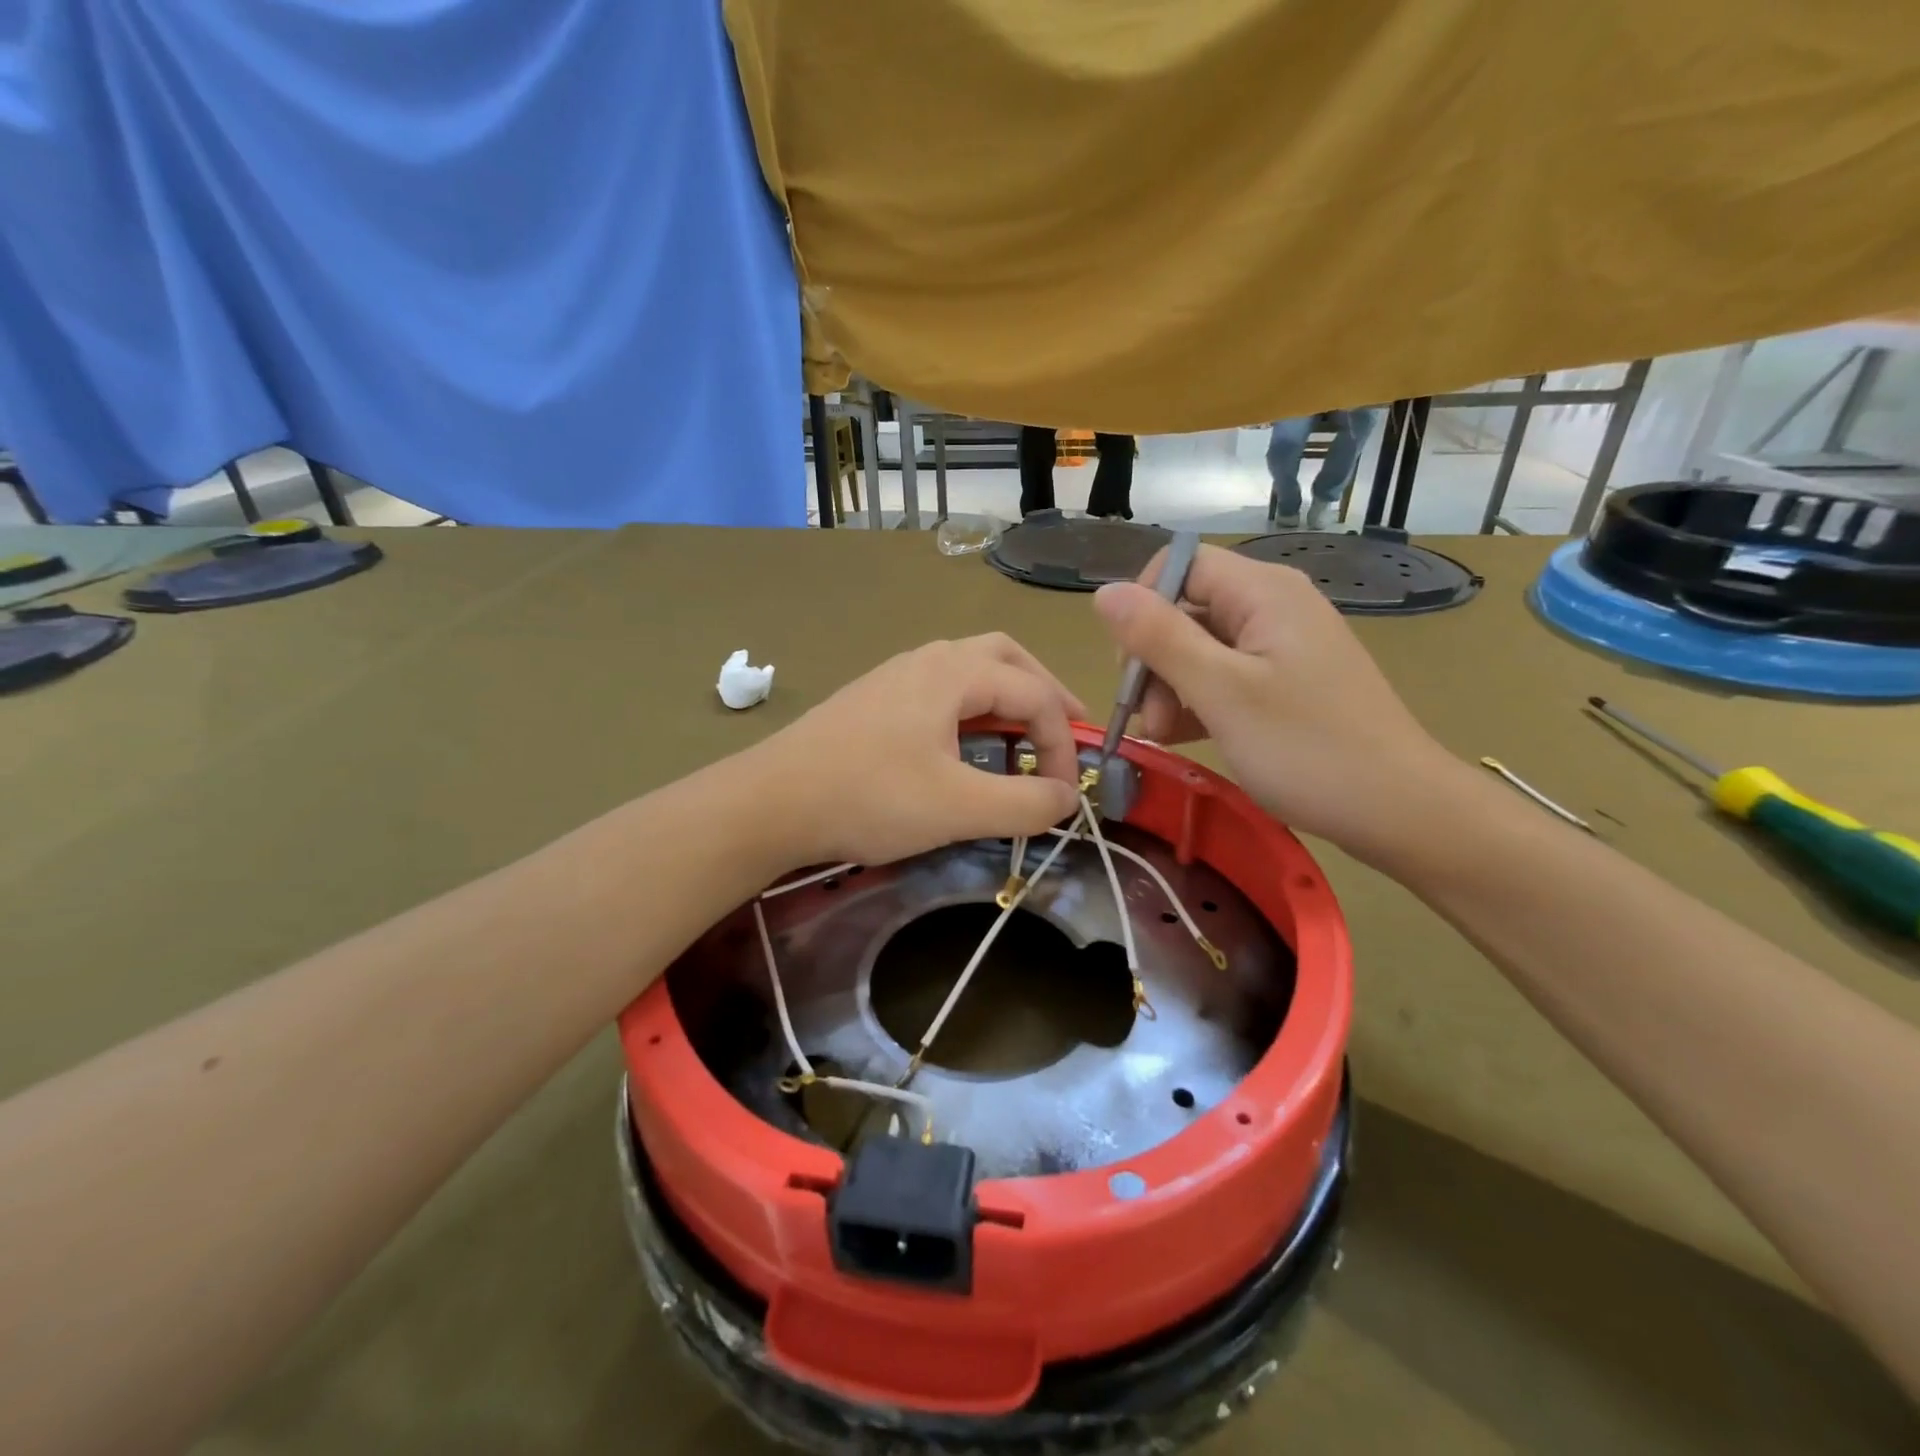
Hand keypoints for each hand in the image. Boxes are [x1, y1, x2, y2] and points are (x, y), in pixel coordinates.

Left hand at [749, 634, 1085, 867]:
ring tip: (1023, 735)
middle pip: (1007, 657)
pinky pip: (942, 687)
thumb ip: (1025, 804)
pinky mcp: (875, 697)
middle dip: (1045, 691)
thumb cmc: (868, 797)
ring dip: (1008, 695)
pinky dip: (974, 706)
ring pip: (971, 667)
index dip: (1062, 742)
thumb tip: (1066, 798)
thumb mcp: (958, 808)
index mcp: (954, 671)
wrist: (771, 801)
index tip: (1063, 794)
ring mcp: (896, 674)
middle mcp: (928, 659)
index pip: (1035, 693)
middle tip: (1065, 730)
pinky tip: (965, 741)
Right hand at [1093, 546, 1454, 859]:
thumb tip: (1103, 592)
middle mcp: (1272, 607)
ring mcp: (1280, 647)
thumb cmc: (1308, 748)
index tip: (1130, 664)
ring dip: (1170, 688)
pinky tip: (1182, 737)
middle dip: (1154, 659)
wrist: (1399, 810)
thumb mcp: (1222, 692)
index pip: (1180, 565)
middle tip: (1147, 717)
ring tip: (1163, 736)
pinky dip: (1196, 702)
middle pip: (1186, 609)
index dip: (1143, 606)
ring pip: (1199, 648)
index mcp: (1263, 592)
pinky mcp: (1284, 683)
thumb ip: (1159, 638)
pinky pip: (1223, 677)